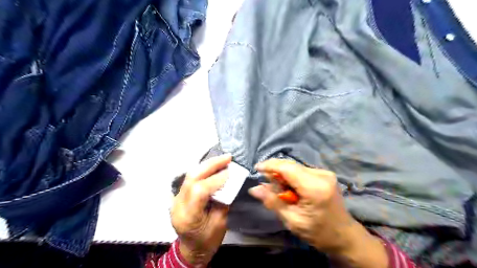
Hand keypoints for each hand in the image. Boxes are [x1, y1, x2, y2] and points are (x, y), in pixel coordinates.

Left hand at [171, 155, 231, 265]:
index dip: (216, 179)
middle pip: (192, 177)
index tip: (230, 172)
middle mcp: (178, 204)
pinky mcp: (178, 195)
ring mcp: (175, 198)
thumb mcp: (220, 223)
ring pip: (190, 174)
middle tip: (227, 157)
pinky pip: (191, 178)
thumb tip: (229, 181)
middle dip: (211, 164)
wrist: (192, 249)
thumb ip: (224, 201)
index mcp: (188, 216)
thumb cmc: (208, 240)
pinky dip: (203, 170)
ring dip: (208, 164)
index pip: (199, 190)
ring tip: (222, 159)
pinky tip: (213, 165)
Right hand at [250, 160, 386, 266]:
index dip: (270, 165)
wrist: (344, 236)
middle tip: (266, 185)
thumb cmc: (318, 232)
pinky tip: (291, 190)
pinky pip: (301, 171)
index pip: (287, 168)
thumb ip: (273, 202)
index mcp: (314, 188)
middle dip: (276, 172)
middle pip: (291, 165)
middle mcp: (321, 175)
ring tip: (280, 191)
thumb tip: (254, 189)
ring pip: (295, 167)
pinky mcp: (325, 174)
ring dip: (284, 175)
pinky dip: (292, 177)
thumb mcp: (292, 220)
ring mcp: (325, 173)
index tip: (257, 169)